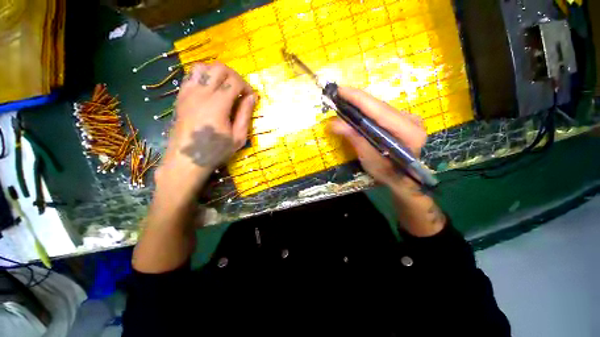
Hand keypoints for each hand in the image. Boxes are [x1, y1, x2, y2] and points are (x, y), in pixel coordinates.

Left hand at [155, 62, 255, 197]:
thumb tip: (252, 97)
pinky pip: (190, 75)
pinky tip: (210, 89)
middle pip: (219, 68)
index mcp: (217, 105)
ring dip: (217, 73)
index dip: (246, 86)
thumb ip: (245, 115)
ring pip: (203, 67)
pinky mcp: (181, 96)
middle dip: (234, 76)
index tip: (251, 98)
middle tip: (240, 90)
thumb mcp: (238, 137)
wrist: (186, 160)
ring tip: (225, 87)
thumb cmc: (215, 151)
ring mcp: (188, 93)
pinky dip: (203, 76)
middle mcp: (201, 93)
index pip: (234, 81)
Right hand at [329, 87, 426, 188]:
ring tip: (344, 100)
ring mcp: (409, 119)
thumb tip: (333, 123)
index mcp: (408, 131)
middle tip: (338, 95)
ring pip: (380, 107)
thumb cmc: (387, 173)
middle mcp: (412, 120)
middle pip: (379, 106)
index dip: (358, 99)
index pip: (379, 110)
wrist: (402, 179)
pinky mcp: (404, 121)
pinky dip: (367, 110)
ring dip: (361, 104)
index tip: (340, 90)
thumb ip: (355, 139)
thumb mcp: (369, 159)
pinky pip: (381, 112)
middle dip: (357, 100)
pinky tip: (356, 110)